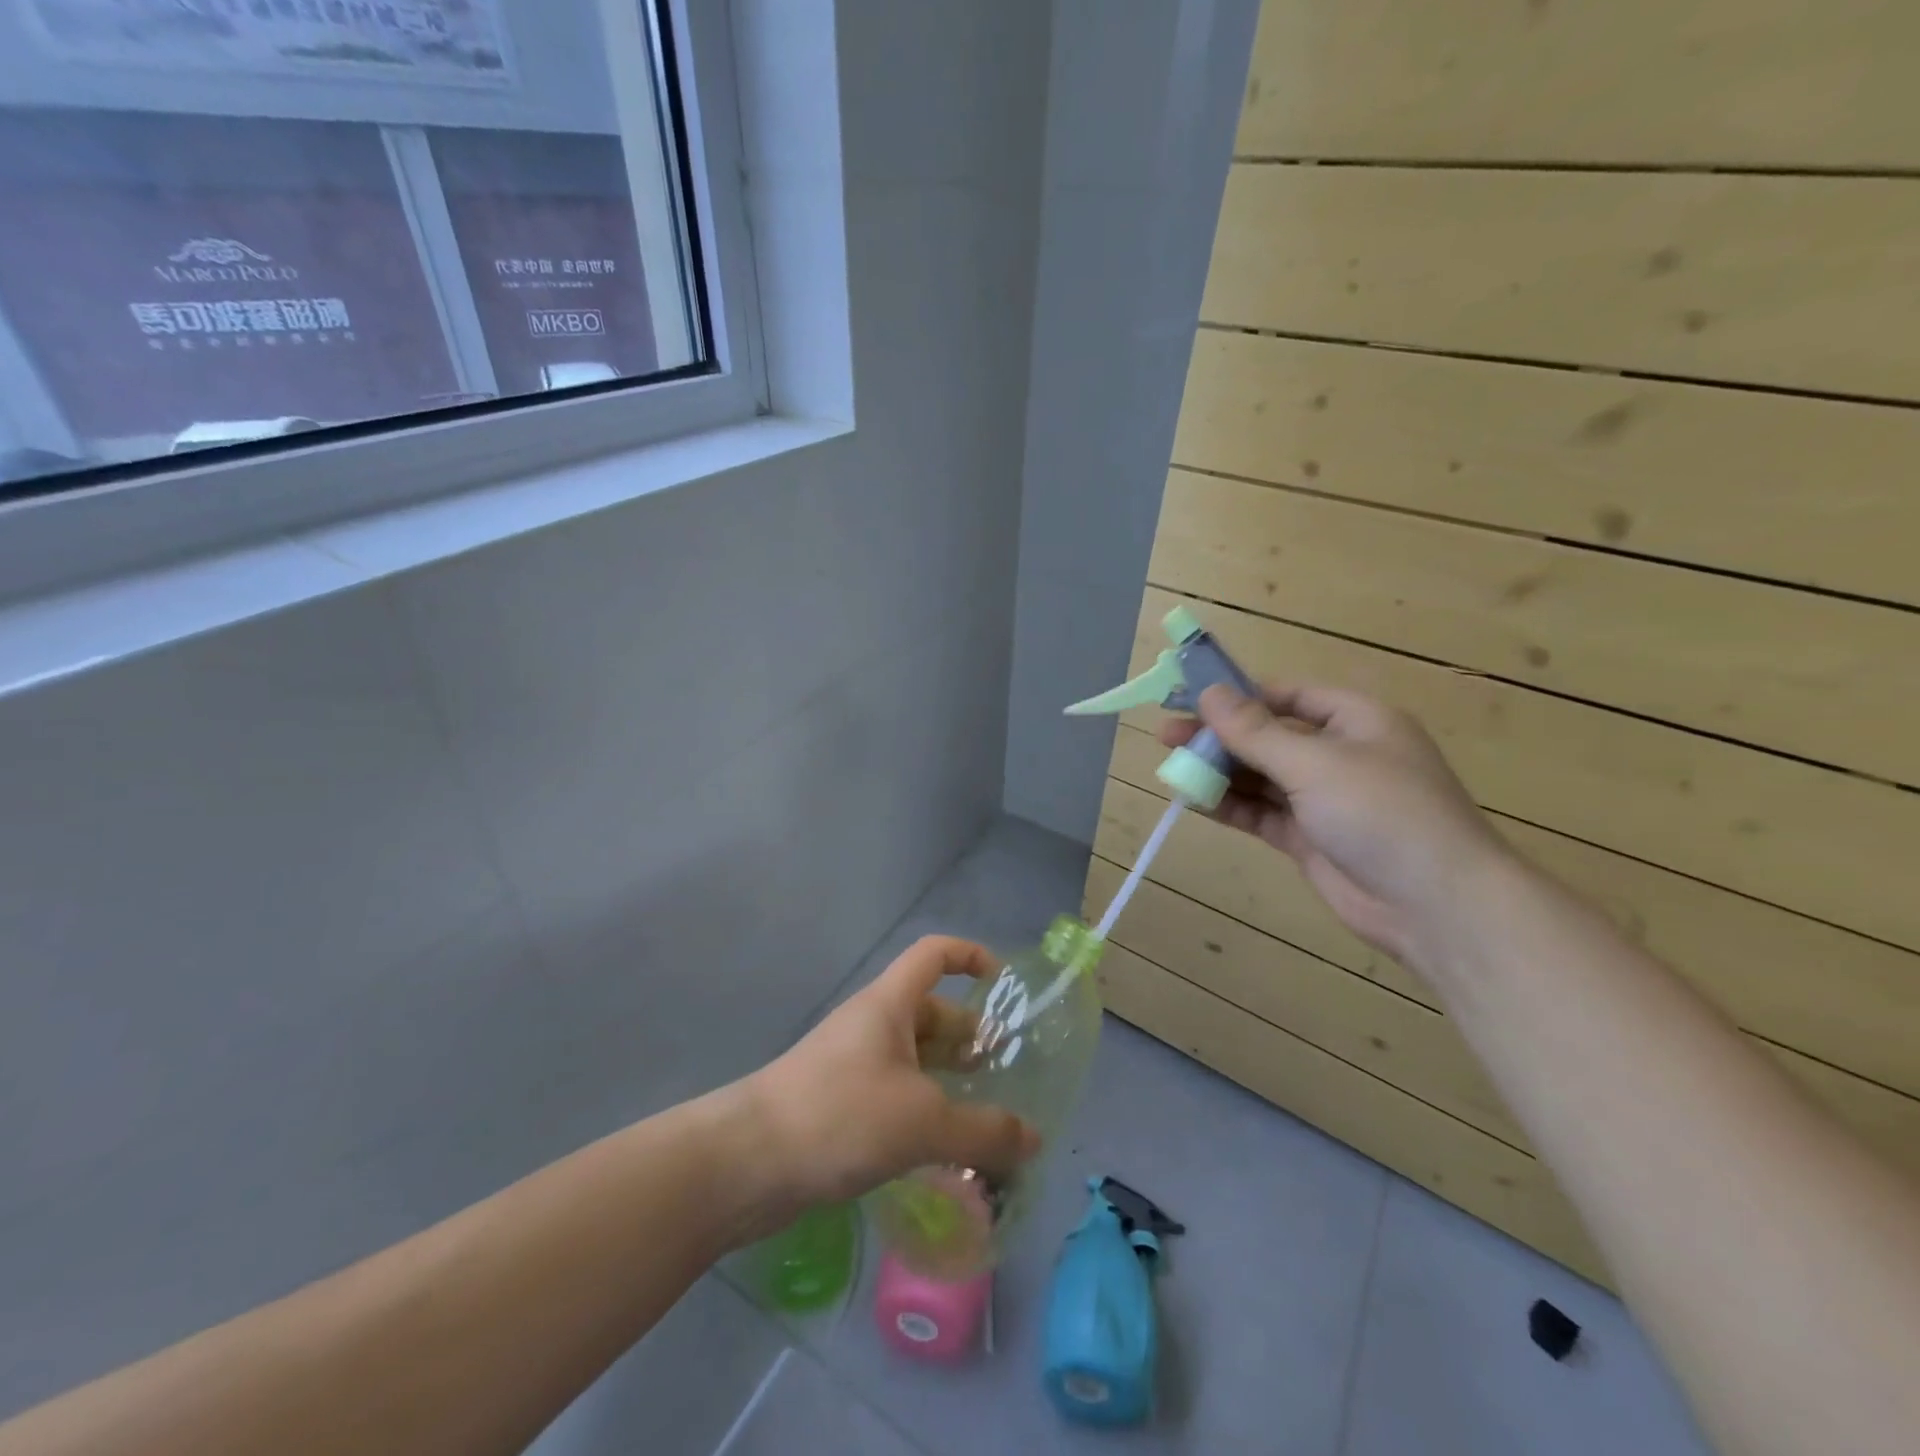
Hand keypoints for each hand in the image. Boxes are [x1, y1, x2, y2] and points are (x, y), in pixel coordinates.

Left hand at [740, 936, 1041, 1212]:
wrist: (746, 1162)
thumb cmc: (840, 1115)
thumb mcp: (923, 1122)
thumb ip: (984, 1131)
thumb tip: (1035, 1139)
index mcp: (889, 1004)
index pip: (933, 954)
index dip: (969, 956)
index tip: (1002, 983)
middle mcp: (872, 1025)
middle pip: (930, 1011)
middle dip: (969, 1034)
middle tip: (1007, 1071)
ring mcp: (853, 1064)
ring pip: (913, 1057)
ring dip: (948, 1077)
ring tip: (986, 1113)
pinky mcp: (840, 1103)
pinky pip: (894, 1092)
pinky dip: (923, 1109)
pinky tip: (944, 1147)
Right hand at [1160, 683, 1510, 964]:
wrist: (1435, 905)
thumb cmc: (1382, 813)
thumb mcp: (1315, 763)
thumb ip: (1255, 731)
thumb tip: (1208, 692)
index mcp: (1356, 721)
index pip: (1288, 696)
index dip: (1238, 695)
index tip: (1189, 696)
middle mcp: (1340, 755)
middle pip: (1268, 737)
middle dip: (1219, 736)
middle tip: (1166, 735)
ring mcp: (1324, 800)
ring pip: (1261, 777)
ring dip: (1219, 772)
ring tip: (1171, 768)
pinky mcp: (1310, 838)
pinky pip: (1261, 813)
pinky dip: (1230, 806)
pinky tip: (1193, 801)